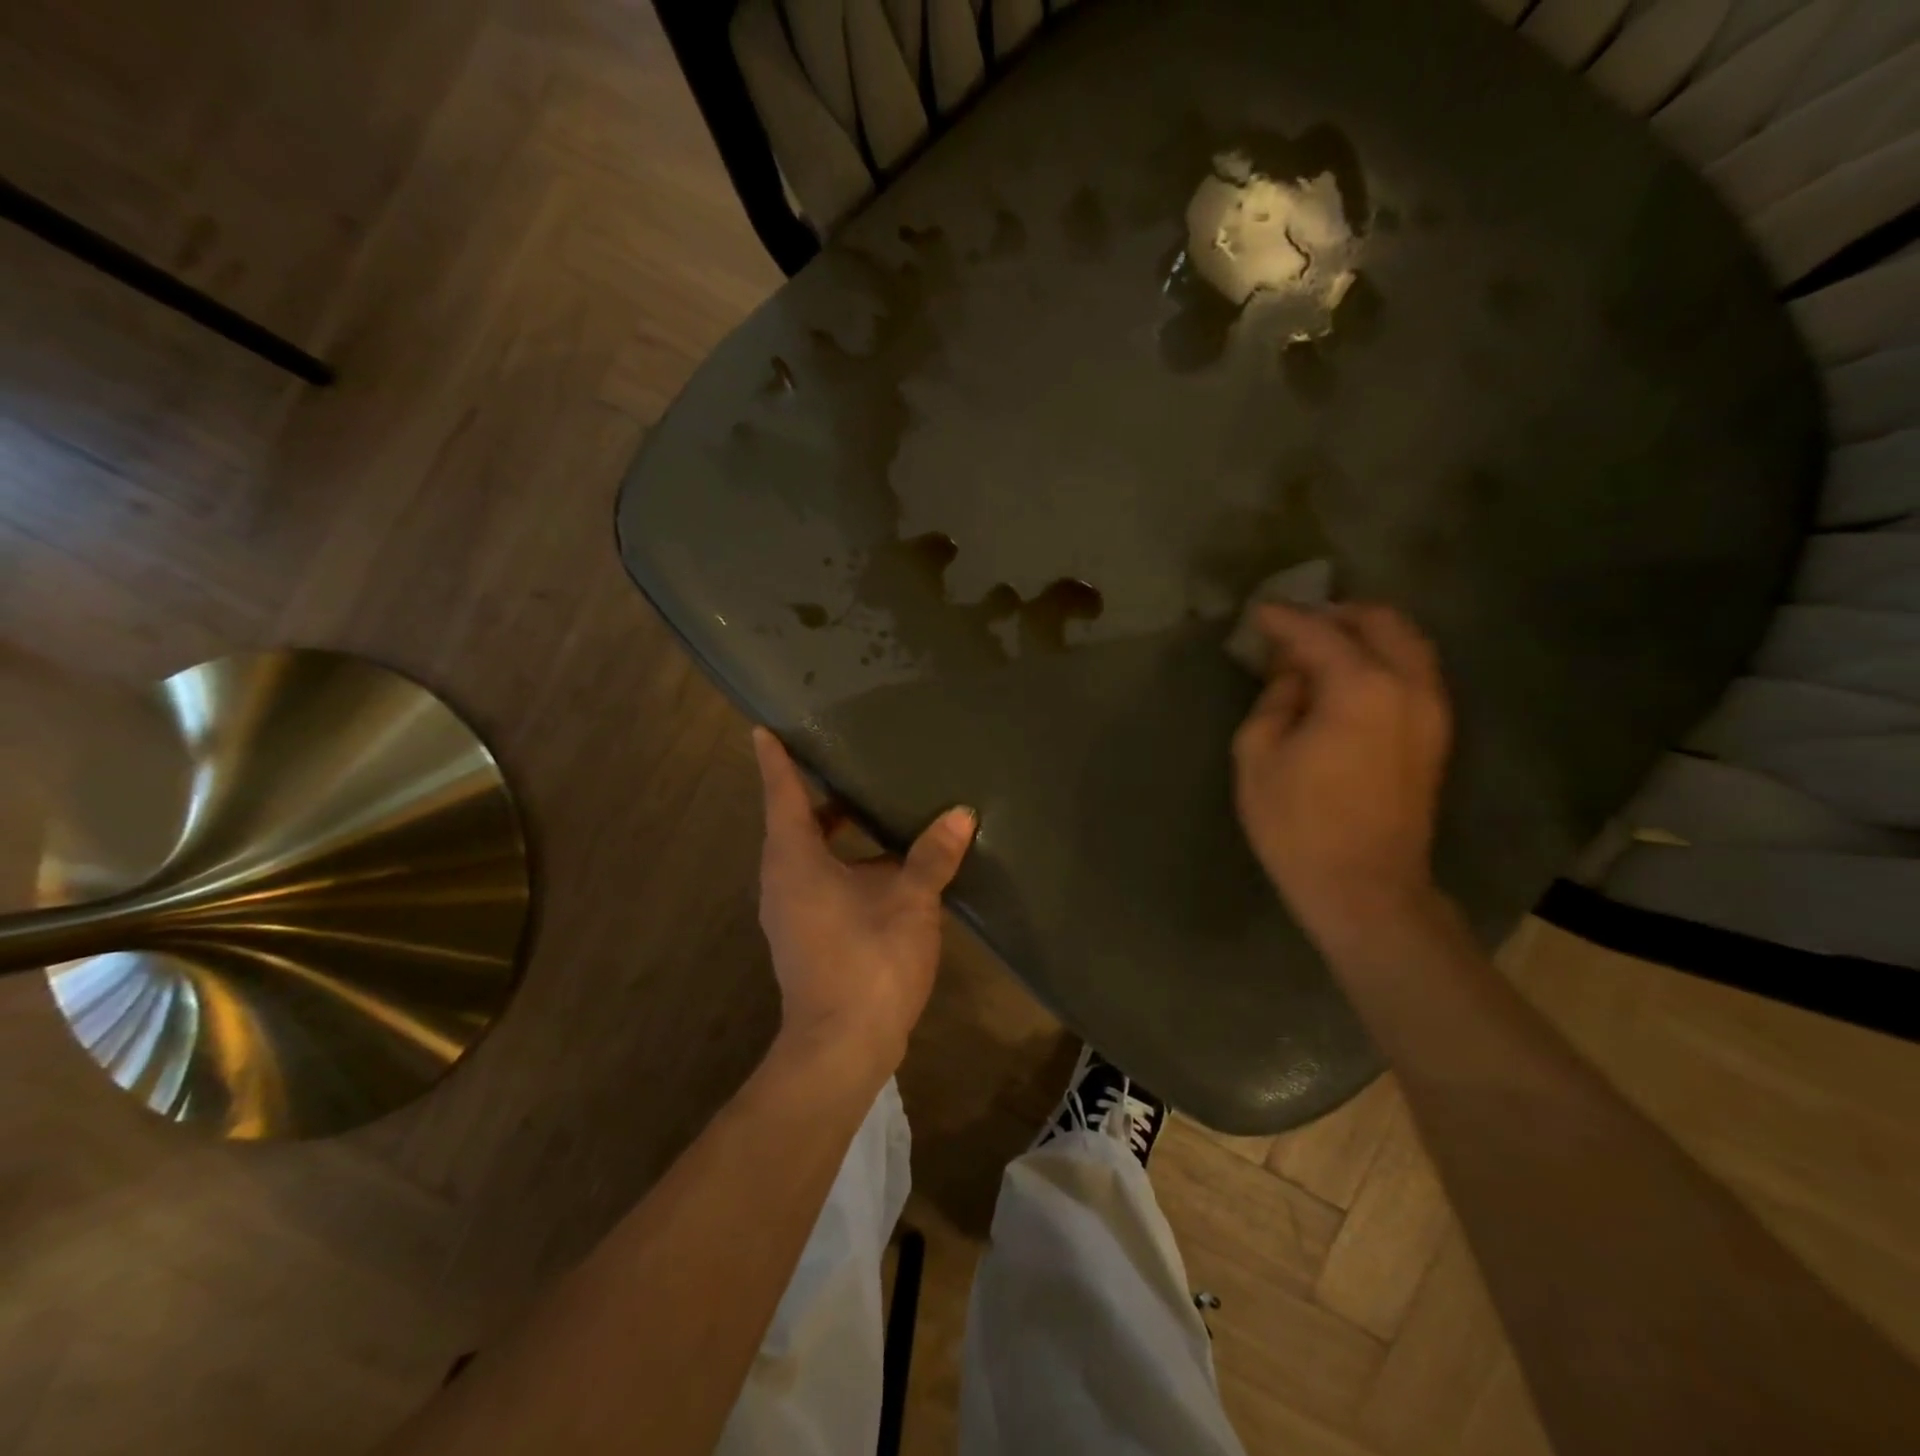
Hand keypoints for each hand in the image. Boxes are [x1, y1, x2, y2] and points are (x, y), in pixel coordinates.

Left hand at [751, 727, 976, 1076]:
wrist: (842, 1047)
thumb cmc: (868, 961)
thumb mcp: (910, 901)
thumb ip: (933, 856)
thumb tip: (961, 815)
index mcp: (795, 860)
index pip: (782, 795)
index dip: (775, 760)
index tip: (763, 729)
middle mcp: (783, 880)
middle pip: (793, 822)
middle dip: (815, 793)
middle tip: (843, 759)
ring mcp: (791, 912)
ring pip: (807, 854)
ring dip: (833, 830)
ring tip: (872, 805)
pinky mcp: (806, 935)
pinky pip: (818, 880)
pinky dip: (842, 861)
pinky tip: (886, 864)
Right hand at [1231, 603, 1452, 952]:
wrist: (1365, 888)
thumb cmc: (1298, 825)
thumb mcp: (1257, 757)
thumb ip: (1273, 701)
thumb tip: (1293, 678)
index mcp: (1359, 688)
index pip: (1317, 633)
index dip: (1282, 618)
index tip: (1257, 611)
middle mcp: (1408, 686)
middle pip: (1380, 622)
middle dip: (1335, 614)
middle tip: (1294, 625)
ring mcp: (1432, 710)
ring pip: (1406, 644)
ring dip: (1364, 634)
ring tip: (1322, 647)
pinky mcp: (1436, 735)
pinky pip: (1413, 673)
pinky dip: (1382, 659)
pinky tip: (1349, 678)